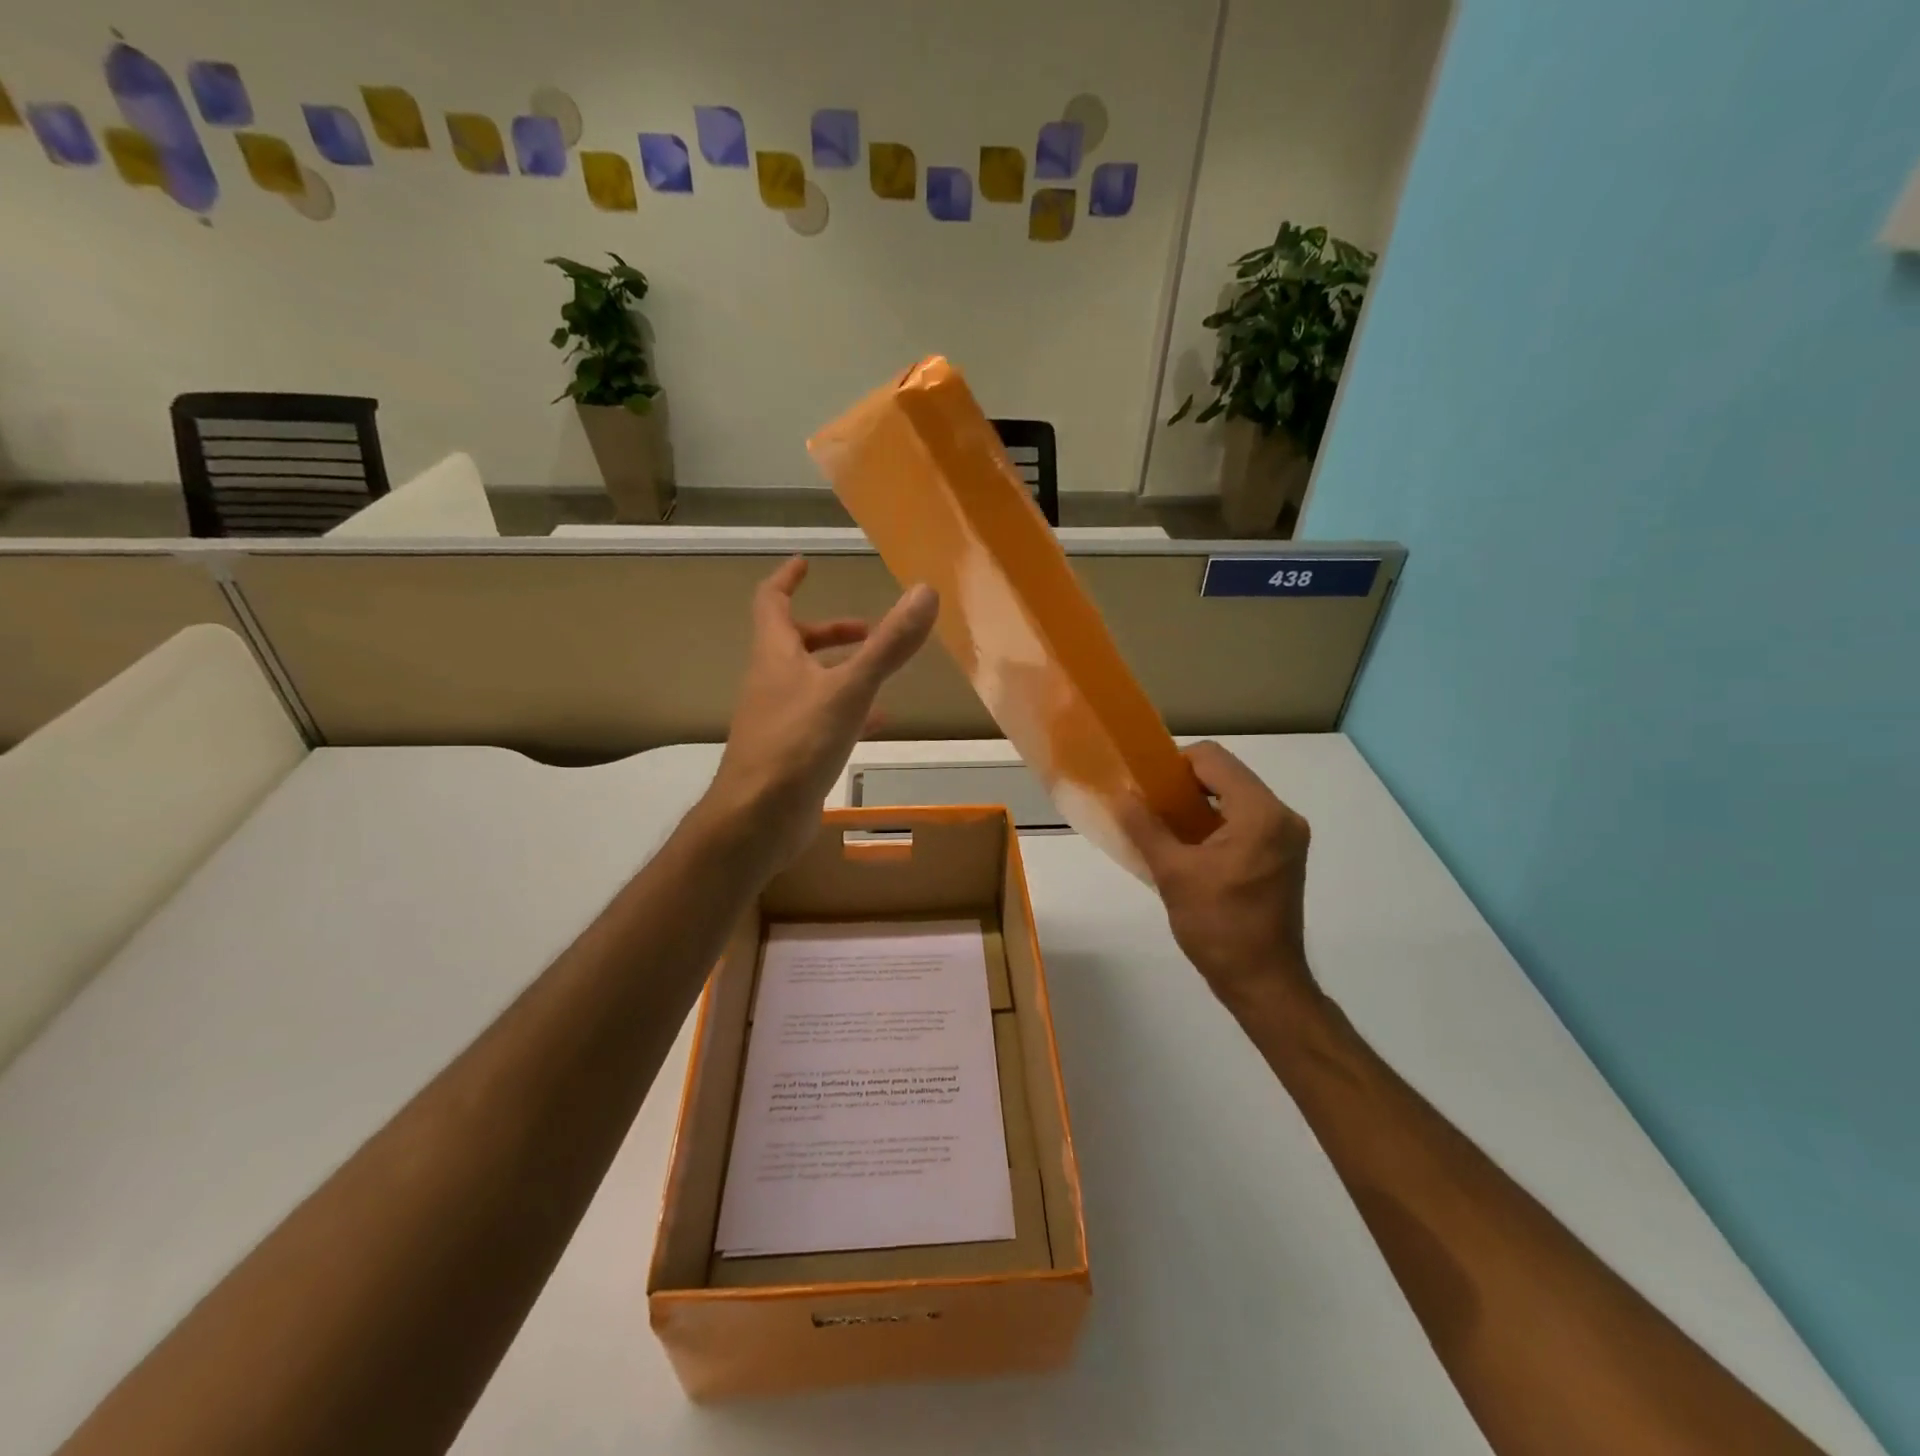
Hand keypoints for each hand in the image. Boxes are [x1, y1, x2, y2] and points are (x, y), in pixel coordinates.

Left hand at [703, 557, 937, 871]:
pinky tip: (877, 724)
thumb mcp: (849, 690)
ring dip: (843, 672)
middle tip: (868, 631)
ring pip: (811, 683)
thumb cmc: (797, 745)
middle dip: (830, 632)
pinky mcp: (790, 753)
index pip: (771, 602)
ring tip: (882, 675)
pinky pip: (821, 720)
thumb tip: (925, 592)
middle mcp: (771, 683)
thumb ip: (887, 645)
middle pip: (794, 643)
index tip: (806, 563)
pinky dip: (849, 713)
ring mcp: (778, 720)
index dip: (787, 579)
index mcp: (775, 657)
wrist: (757, 819)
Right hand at [1119, 741, 1316, 1020]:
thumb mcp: (1172, 873)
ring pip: (1234, 798)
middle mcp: (1282, 816)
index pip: (1212, 759)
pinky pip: (1244, 820)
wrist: (1263, 983)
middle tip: (1150, 808)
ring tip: (1164, 827)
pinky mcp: (1284, 854)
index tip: (1146, 789)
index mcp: (1261, 813)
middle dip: (1184, 786)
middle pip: (1225, 775)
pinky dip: (1215, 824)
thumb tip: (1119, 794)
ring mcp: (1287, 836)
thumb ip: (1144, 826)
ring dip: (1198, 805)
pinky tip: (1189, 846)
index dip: (1173, 765)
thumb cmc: (1218, 927)